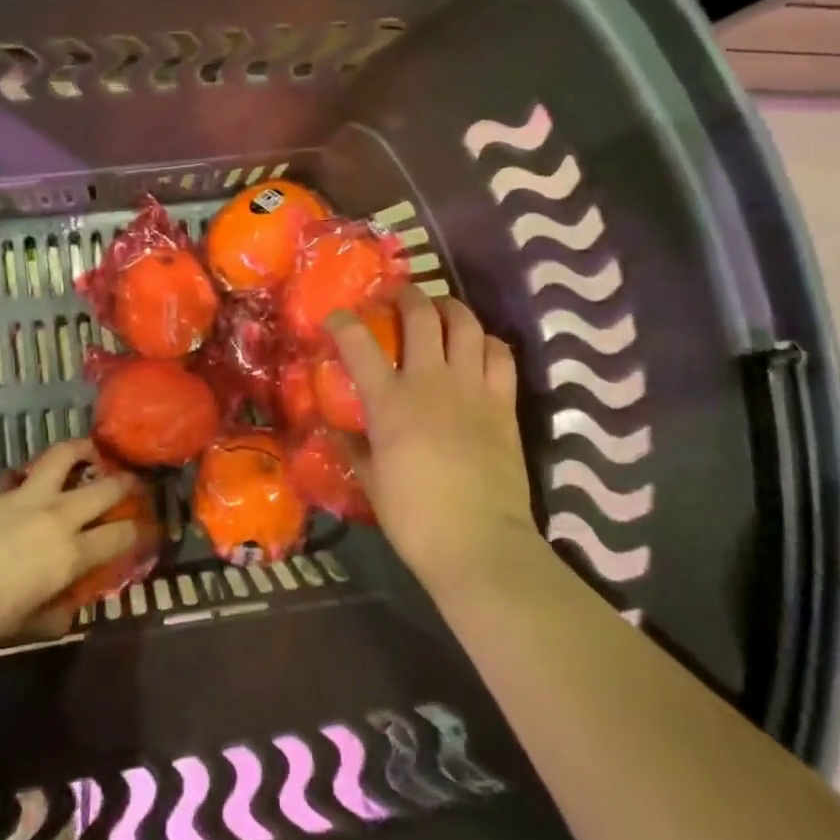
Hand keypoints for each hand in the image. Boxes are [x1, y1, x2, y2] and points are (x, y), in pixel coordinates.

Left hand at [0, 439, 142, 653]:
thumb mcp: (24, 625)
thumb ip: (53, 614)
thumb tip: (68, 610)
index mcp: (69, 554)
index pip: (120, 535)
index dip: (141, 530)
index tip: (149, 528)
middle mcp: (56, 516)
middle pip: (105, 487)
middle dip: (126, 481)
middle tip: (133, 481)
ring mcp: (25, 497)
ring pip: (64, 456)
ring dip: (82, 450)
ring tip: (90, 451)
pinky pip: (21, 473)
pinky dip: (31, 474)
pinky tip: (29, 479)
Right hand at [328, 287, 552, 593]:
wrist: (480, 545)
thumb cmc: (414, 518)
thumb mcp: (371, 482)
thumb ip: (354, 448)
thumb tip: (339, 430)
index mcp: (389, 401)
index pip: (357, 342)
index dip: (342, 321)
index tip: (335, 318)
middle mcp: (430, 380)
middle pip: (420, 314)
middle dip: (404, 295)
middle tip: (396, 296)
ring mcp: (472, 387)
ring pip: (465, 323)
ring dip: (449, 308)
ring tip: (439, 311)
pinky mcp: (504, 402)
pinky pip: (500, 354)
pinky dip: (486, 341)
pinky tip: (478, 348)